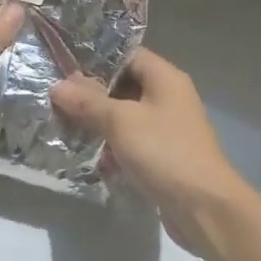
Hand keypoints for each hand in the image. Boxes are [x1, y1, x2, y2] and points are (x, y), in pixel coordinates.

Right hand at [51, 49, 260, 258]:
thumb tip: (57, 85)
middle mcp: (168, 97)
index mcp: (165, 78)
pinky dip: (112, 146)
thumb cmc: (164, 152)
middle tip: (55, 98)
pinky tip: (89, 155)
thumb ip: (88, 102)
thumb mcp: (121, 121)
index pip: (127, 54)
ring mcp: (167, 127)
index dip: (95, 58)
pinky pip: (132, 141)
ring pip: (126, 115)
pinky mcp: (164, 155)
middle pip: (124, 84)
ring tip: (64, 124)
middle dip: (91, 93)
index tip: (62, 65)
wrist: (204, 207)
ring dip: (99, 121)